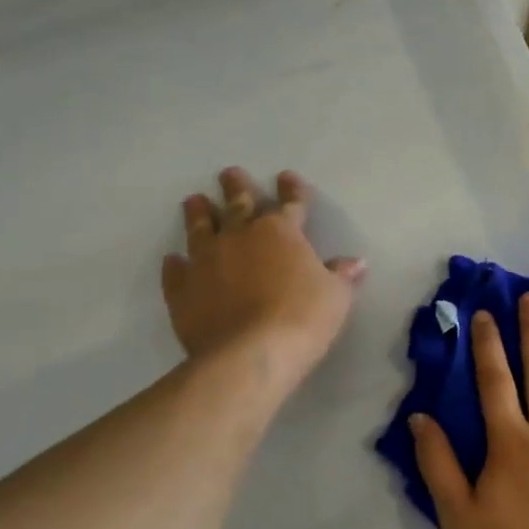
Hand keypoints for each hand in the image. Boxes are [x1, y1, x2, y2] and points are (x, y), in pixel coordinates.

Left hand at [162, 168, 365, 381]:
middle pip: (238, 205)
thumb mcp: (336, 297)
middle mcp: (241, 237)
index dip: (292, 191)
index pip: (291, 204)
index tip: (287, 177)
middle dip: (236, 188)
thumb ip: (341, 276)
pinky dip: (175, 265)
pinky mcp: (183, 290)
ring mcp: (207, 261)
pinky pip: (176, 272)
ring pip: (201, 229)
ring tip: (194, 200)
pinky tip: (172, 260)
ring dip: (199, 214)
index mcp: (282, 233)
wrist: (250, 354)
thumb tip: (355, 263)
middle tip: (229, 173)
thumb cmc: (303, 318)